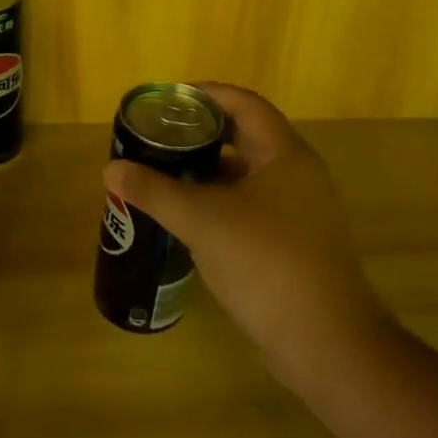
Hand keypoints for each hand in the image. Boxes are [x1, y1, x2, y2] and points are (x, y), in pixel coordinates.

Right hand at [103, 83, 391, 394]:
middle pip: (245, 137)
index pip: (244, 104)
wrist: (325, 343)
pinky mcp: (293, 244)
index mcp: (284, 155)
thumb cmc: (265, 263)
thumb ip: (155, 192)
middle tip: (158, 137)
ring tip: (164, 172)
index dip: (206, 94)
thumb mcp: (202, 221)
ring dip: (208, 171)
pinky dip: (219, 203)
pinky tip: (188, 217)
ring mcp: (299, 212)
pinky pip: (250, 207)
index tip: (167, 99)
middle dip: (201, 134)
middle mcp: (297, 175)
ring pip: (246, 176)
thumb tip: (112, 170)